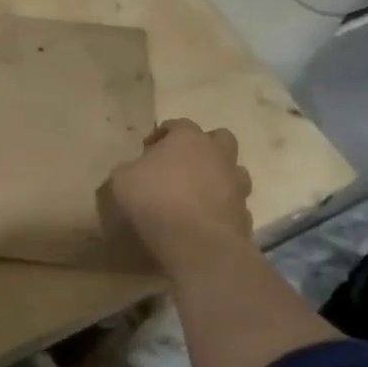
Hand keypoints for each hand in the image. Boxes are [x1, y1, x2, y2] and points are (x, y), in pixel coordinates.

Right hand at [102, 119, 253, 271]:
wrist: (197, 242)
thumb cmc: (155, 200)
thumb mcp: (122, 179)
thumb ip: (129, 169)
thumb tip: (133, 170)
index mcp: (188, 139)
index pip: (178, 124)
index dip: (162, 134)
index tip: (147, 149)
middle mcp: (218, 155)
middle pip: (220, 138)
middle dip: (204, 147)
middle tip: (183, 163)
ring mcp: (236, 185)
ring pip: (234, 171)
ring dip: (219, 177)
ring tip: (198, 192)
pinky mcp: (245, 214)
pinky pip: (234, 204)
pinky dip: (222, 208)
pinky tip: (205, 220)